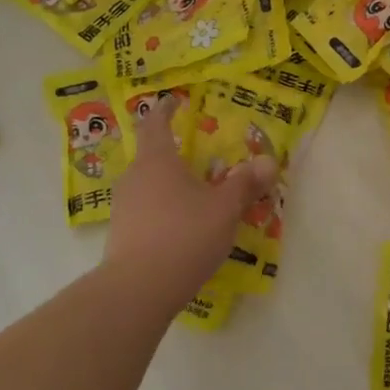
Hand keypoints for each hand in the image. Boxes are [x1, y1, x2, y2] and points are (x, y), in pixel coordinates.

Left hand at [105, 96, 278, 308]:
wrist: (139, 288)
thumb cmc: (184, 234)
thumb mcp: (224, 208)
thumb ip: (245, 184)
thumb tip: (268, 162)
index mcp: (157, 160)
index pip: (154, 122)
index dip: (164, 109)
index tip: (174, 101)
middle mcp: (134, 177)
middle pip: (151, 156)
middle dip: (174, 155)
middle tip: (199, 159)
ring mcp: (123, 207)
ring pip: (148, 185)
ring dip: (168, 185)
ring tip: (194, 197)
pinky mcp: (121, 234)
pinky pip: (145, 211)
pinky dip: (162, 211)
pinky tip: (181, 229)